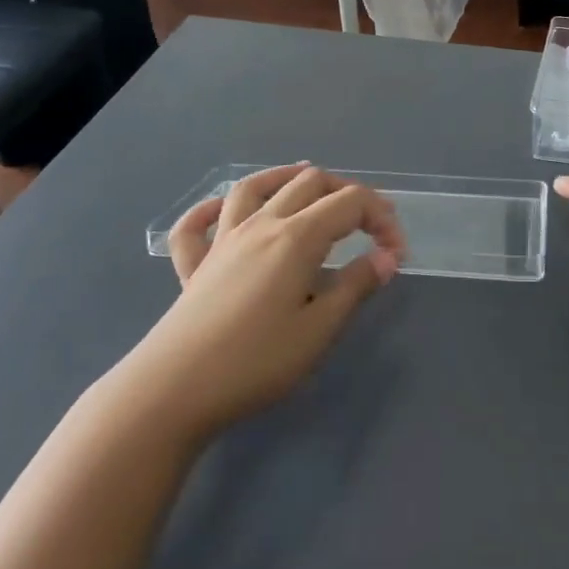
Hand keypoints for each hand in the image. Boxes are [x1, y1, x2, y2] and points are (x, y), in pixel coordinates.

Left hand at [131, 165, 406, 444]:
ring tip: (305, 177)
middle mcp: (260, 225)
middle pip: (308, 183)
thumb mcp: (319, 330)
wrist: (172, 392)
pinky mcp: (193, 266)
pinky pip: (196, 225)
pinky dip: (210, 209)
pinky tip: (221, 210)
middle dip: (346, 192)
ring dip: (284, 177)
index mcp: (296, 238)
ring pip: (253, 187)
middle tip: (368, 222)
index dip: (381, 218)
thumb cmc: (255, 362)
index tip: (396, 254)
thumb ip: (356, 287)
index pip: (350, 203)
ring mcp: (222, 241)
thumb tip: (386, 257)